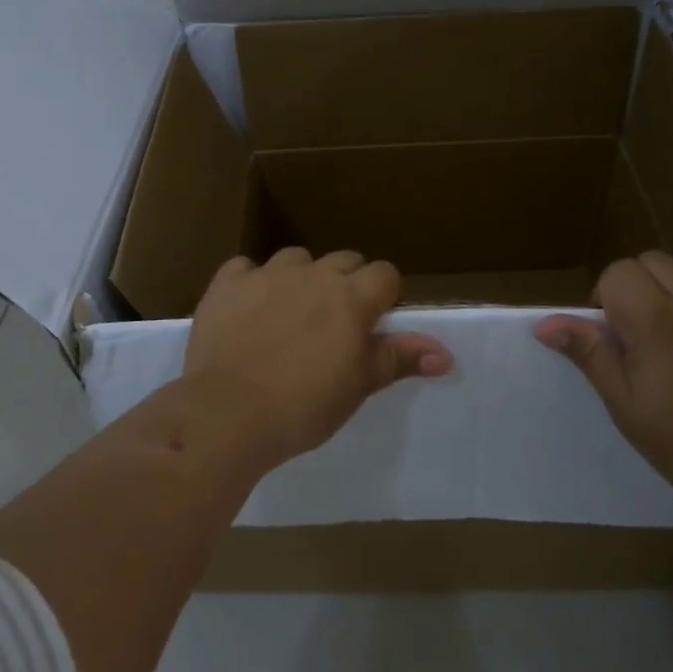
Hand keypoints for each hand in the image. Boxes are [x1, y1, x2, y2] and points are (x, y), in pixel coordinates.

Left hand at [184, 248, 453, 461]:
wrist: (229, 412)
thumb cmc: (303, 407)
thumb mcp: (358, 386)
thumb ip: (398, 359)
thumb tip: (445, 353)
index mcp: (351, 298)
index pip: (385, 274)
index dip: (384, 295)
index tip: (373, 323)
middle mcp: (313, 275)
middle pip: (344, 260)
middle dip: (347, 283)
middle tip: (335, 324)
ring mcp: (267, 274)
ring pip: (296, 259)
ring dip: (301, 278)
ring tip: (290, 314)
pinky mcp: (227, 283)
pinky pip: (244, 268)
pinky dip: (250, 283)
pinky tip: (246, 308)